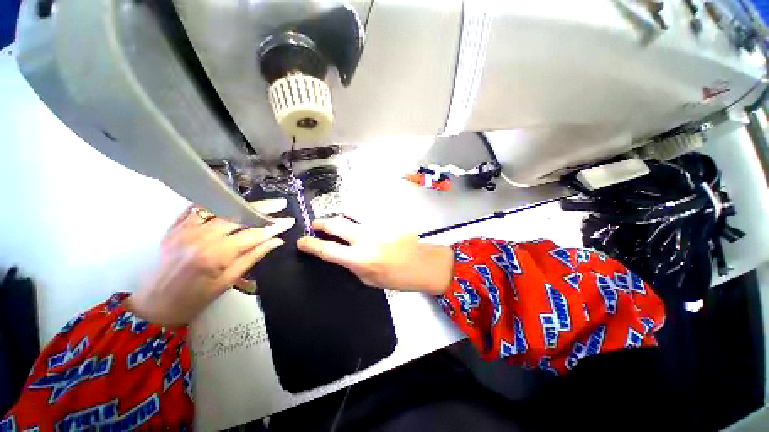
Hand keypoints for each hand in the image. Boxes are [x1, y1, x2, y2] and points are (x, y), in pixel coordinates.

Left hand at [125, 200, 293, 325]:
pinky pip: (198, 209)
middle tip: (280, 203)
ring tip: (260, 203)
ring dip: (243, 204)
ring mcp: (185, 229)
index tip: (290, 220)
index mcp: (216, 254)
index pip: (253, 233)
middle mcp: (201, 236)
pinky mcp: (175, 227)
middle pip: (238, 214)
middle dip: (262, 208)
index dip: (274, 226)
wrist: (156, 305)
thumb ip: (253, 256)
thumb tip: (276, 241)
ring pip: (220, 208)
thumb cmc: (196, 299)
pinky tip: (229, 203)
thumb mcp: (229, 281)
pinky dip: (216, 204)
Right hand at [297, 217, 453, 294]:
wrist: (424, 264)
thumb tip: (342, 255)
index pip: (328, 249)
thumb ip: (353, 265)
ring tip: (336, 224)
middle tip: (316, 225)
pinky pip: (367, 217)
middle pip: (337, 224)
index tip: (302, 242)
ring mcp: (377, 226)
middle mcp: (366, 239)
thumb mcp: (370, 279)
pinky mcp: (386, 220)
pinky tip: (361, 225)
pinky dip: (359, 220)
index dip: (311, 245)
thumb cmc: (398, 278)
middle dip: (322, 223)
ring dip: (340, 220)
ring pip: (352, 216)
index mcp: (360, 258)